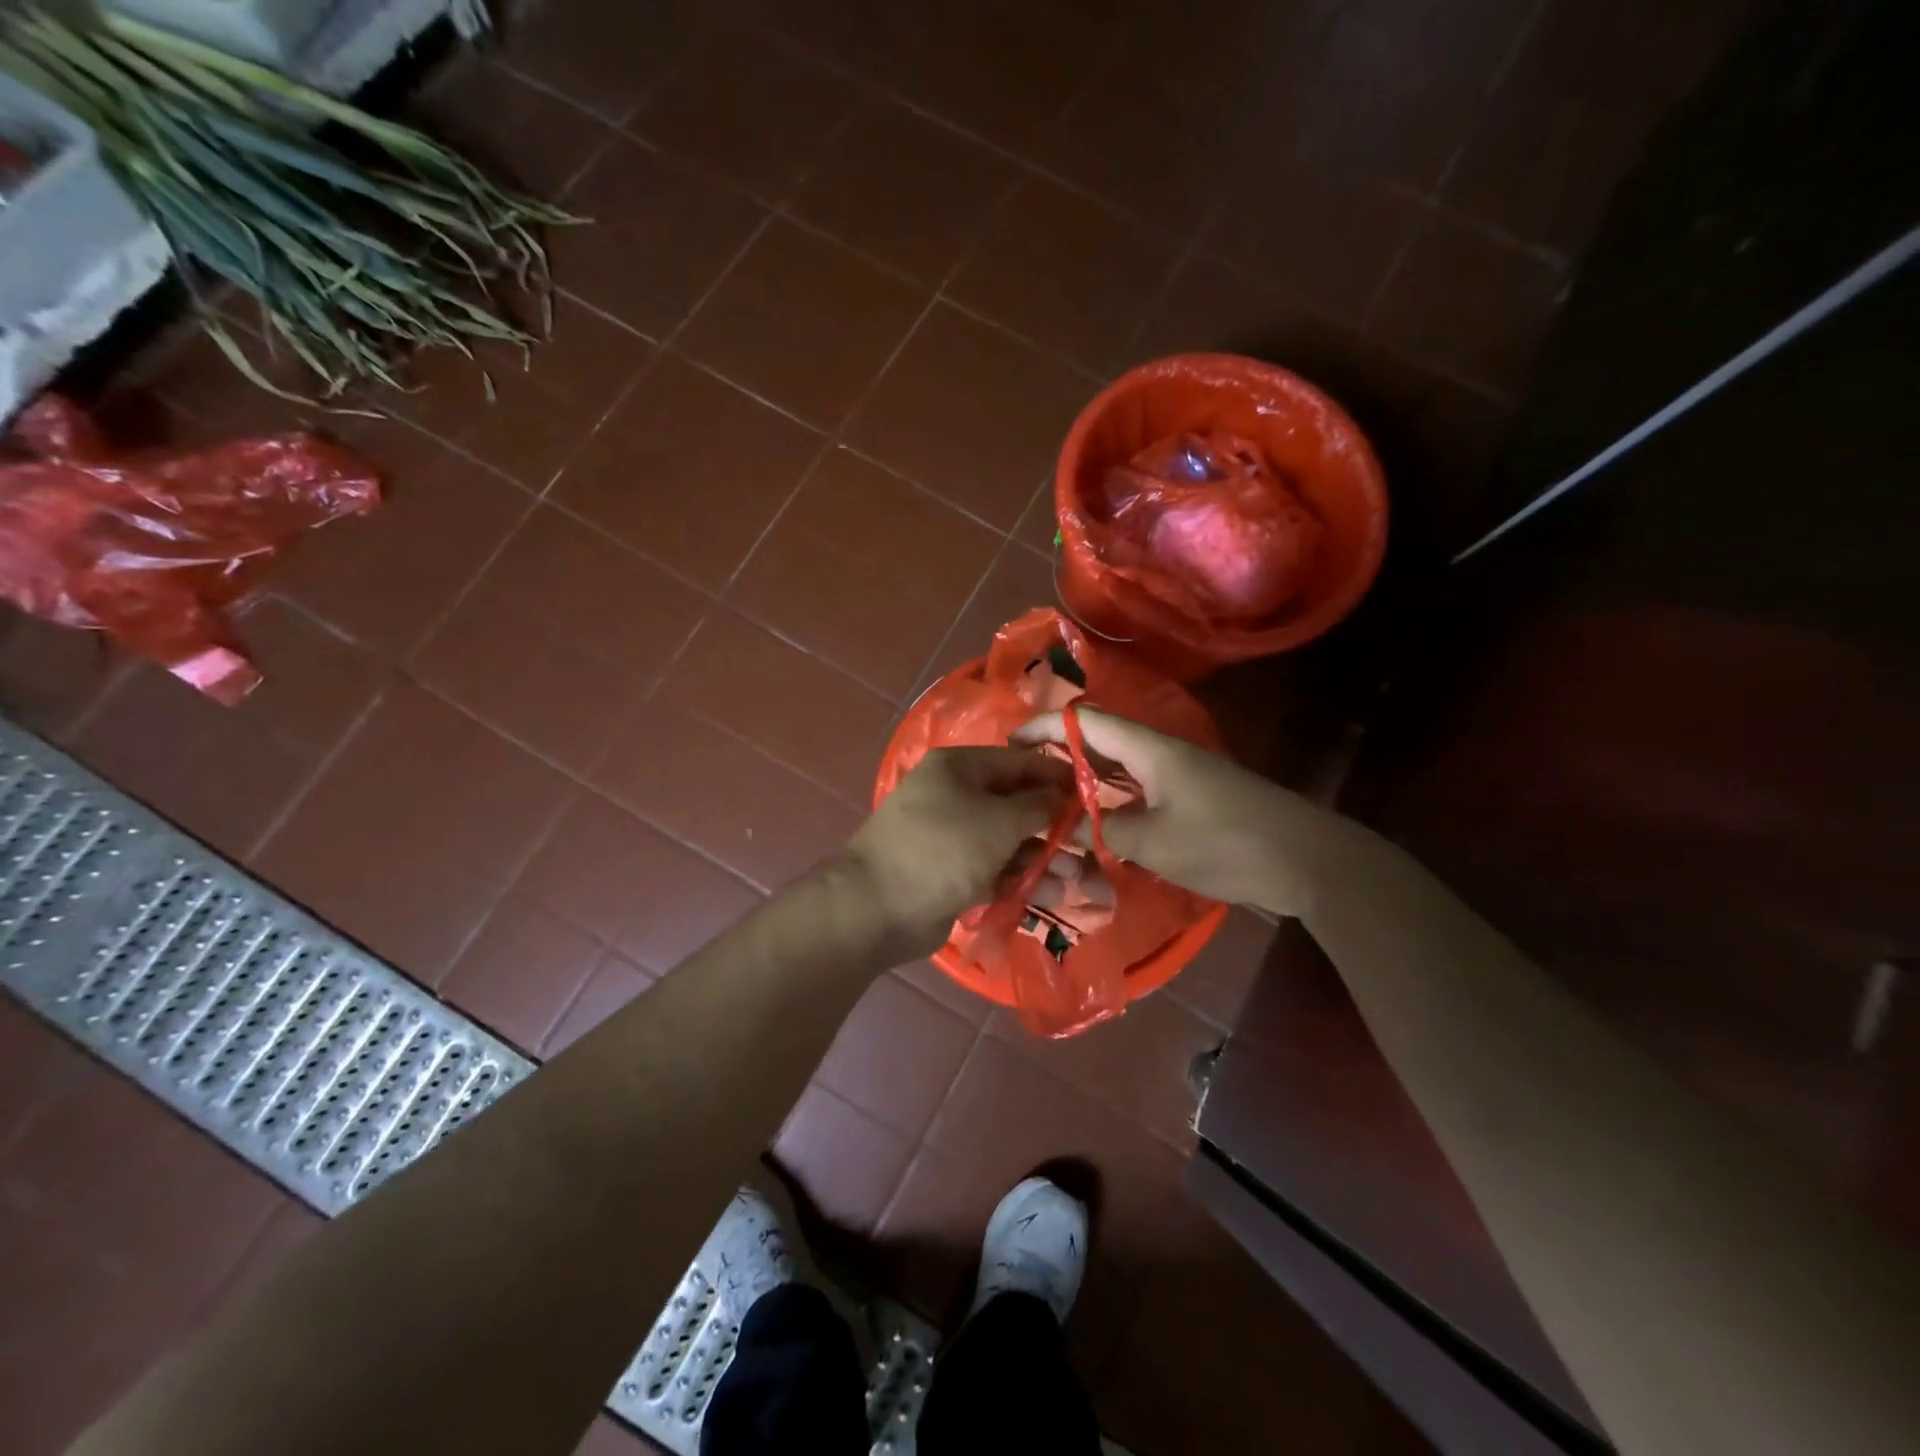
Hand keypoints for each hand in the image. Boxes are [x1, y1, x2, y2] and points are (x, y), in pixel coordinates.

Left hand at [845, 747, 1072, 955]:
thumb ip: (1037, 806)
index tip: (1092, 796)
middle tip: (1087, 847)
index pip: (1018, 762)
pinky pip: (993, 869)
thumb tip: (1061, 797)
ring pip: (1007, 841)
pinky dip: (1018, 879)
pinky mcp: (951, 873)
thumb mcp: (998, 821)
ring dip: (1041, 859)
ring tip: (1074, 881)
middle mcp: (954, 795)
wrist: (877, 908)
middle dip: (1052, 827)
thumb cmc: (943, 849)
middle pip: (1015, 804)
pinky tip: (1048, 895)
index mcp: (959, 768)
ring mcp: (951, 836)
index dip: (1056, 777)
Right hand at [1013, 709, 1339, 914]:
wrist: (1306, 860)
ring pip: (1121, 768)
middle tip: (1025, 778)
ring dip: (1087, 780)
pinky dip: (1114, 800)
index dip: (1046, 727)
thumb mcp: (1153, 842)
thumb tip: (1075, 828)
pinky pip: (1141, 789)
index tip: (1011, 741)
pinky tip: (1099, 823)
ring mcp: (1181, 776)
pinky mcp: (1195, 798)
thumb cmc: (1225, 843)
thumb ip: (1105, 831)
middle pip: (1101, 741)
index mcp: (1150, 750)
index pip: (1087, 723)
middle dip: (1061, 754)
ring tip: (1052, 800)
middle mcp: (1162, 754)